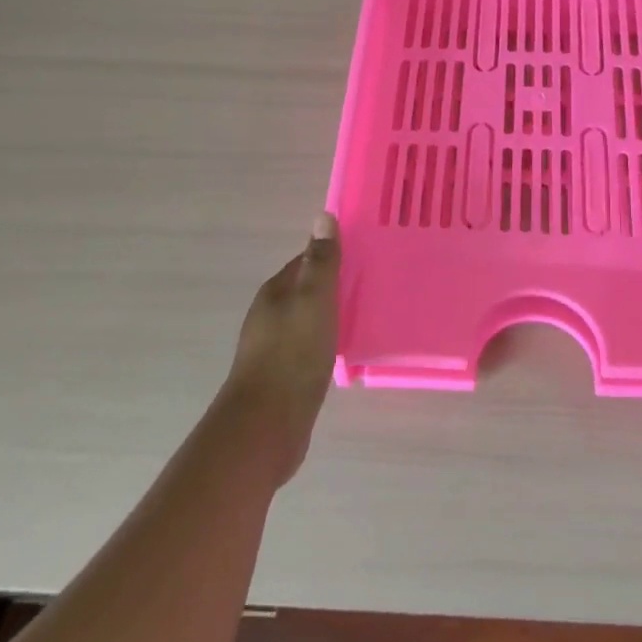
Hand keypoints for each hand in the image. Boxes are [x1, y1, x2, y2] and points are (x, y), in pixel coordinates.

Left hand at [224, 213, 339, 483]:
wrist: (266, 425)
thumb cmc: (292, 354)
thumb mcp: (314, 300)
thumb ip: (321, 261)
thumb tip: (323, 216)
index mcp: (276, 292)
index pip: (306, 261)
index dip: (333, 255)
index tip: (365, 253)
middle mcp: (271, 315)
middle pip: (307, 290)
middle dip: (335, 285)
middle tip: (374, 283)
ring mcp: (274, 347)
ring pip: (309, 319)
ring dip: (332, 315)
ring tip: (366, 314)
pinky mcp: (283, 376)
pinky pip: (310, 347)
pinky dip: (327, 342)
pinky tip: (346, 350)